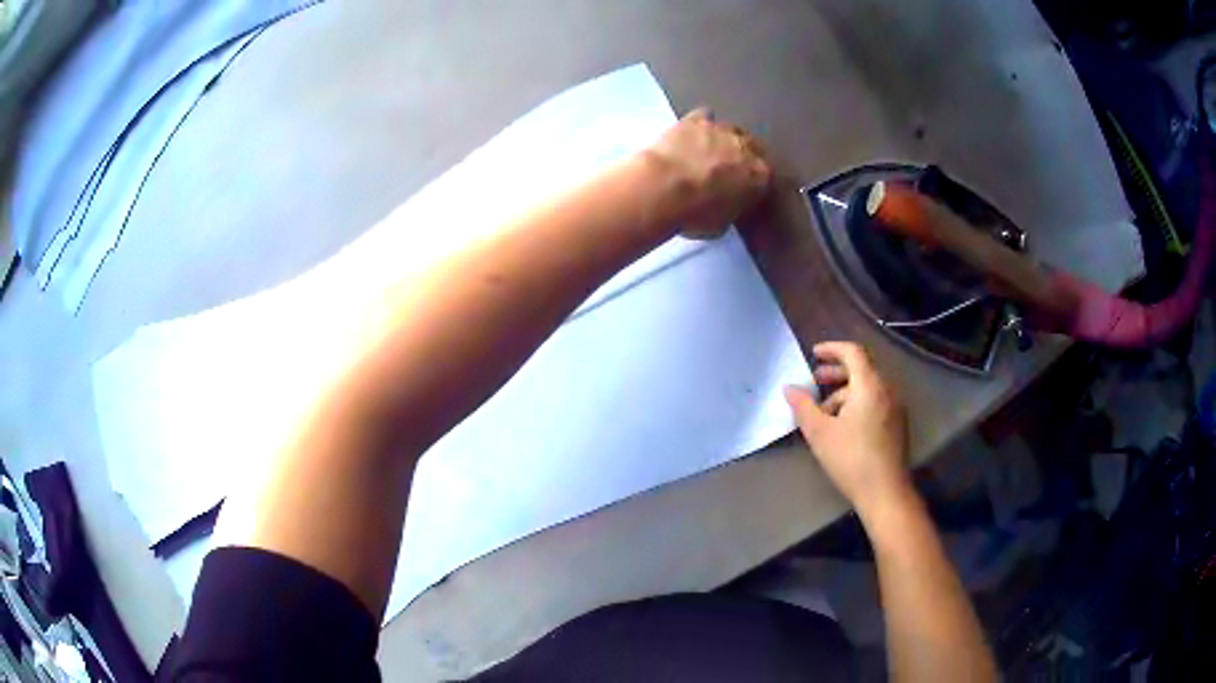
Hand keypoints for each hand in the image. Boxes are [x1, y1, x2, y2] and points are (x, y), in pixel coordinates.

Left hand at [646, 108, 772, 237]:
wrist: (662, 188)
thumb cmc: (694, 214)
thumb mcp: (721, 225)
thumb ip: (732, 209)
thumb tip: (727, 204)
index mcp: (761, 175)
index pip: (769, 176)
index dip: (757, 182)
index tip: (748, 188)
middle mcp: (747, 147)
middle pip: (753, 147)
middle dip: (745, 157)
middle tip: (729, 169)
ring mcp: (721, 129)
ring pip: (731, 130)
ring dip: (724, 140)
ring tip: (709, 151)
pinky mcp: (695, 119)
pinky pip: (705, 116)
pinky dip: (702, 123)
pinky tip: (692, 133)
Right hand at [784, 342, 911, 517]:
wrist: (885, 492)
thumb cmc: (851, 459)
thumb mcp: (820, 433)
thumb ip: (803, 407)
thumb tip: (789, 388)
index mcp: (870, 386)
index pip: (853, 352)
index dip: (832, 349)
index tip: (814, 354)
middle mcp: (887, 390)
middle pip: (861, 369)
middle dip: (836, 373)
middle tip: (815, 381)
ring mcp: (895, 407)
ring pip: (868, 388)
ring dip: (844, 392)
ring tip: (824, 412)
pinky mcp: (897, 424)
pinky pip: (876, 402)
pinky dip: (857, 403)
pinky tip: (843, 426)